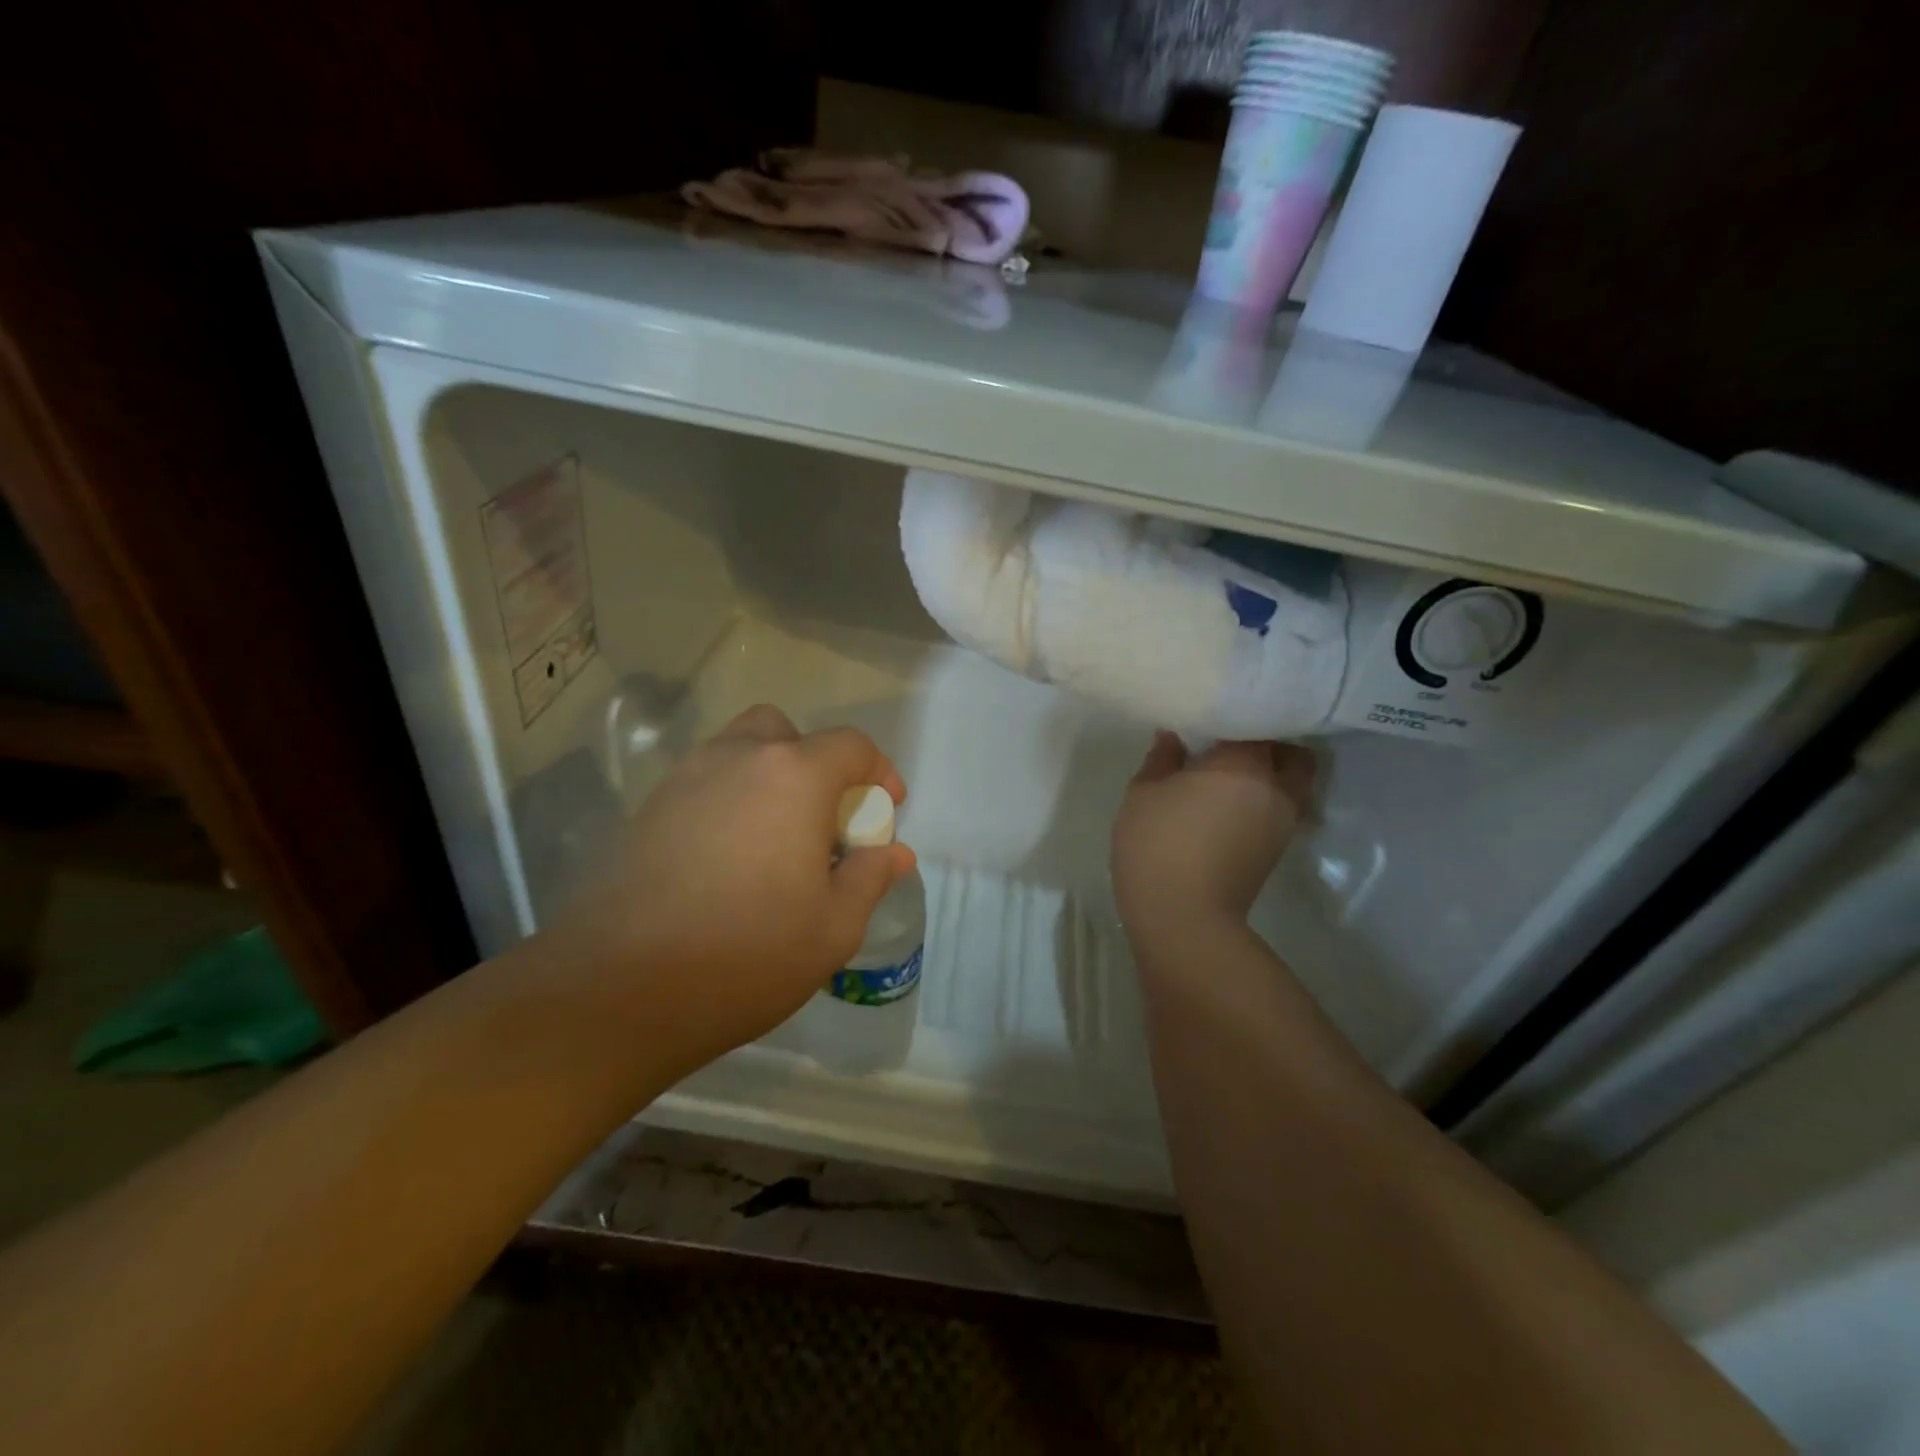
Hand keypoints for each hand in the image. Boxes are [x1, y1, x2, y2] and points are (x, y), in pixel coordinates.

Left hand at [544, 704, 914, 1071]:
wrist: (620, 989)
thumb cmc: (749, 953)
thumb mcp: (834, 926)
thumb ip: (871, 876)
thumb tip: (894, 852)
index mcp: (794, 776)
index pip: (851, 746)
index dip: (878, 772)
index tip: (885, 811)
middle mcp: (737, 759)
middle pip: (786, 732)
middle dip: (815, 763)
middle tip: (822, 819)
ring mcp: (685, 780)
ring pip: (738, 751)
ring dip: (768, 778)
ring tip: (776, 842)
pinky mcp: (647, 810)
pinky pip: (703, 784)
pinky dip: (729, 801)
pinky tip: (729, 861)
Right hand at [1112, 734, 1314, 940]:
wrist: (1184, 918)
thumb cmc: (1158, 845)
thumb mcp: (1144, 793)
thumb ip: (1161, 758)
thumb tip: (1172, 737)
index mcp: (1244, 763)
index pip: (1257, 722)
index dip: (1237, 716)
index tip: (1213, 715)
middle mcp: (1276, 787)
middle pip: (1292, 752)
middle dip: (1269, 744)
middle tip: (1232, 744)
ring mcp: (1283, 821)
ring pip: (1292, 783)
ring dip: (1270, 775)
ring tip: (1231, 775)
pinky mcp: (1277, 849)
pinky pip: (1280, 809)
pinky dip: (1264, 801)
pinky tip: (1230, 805)